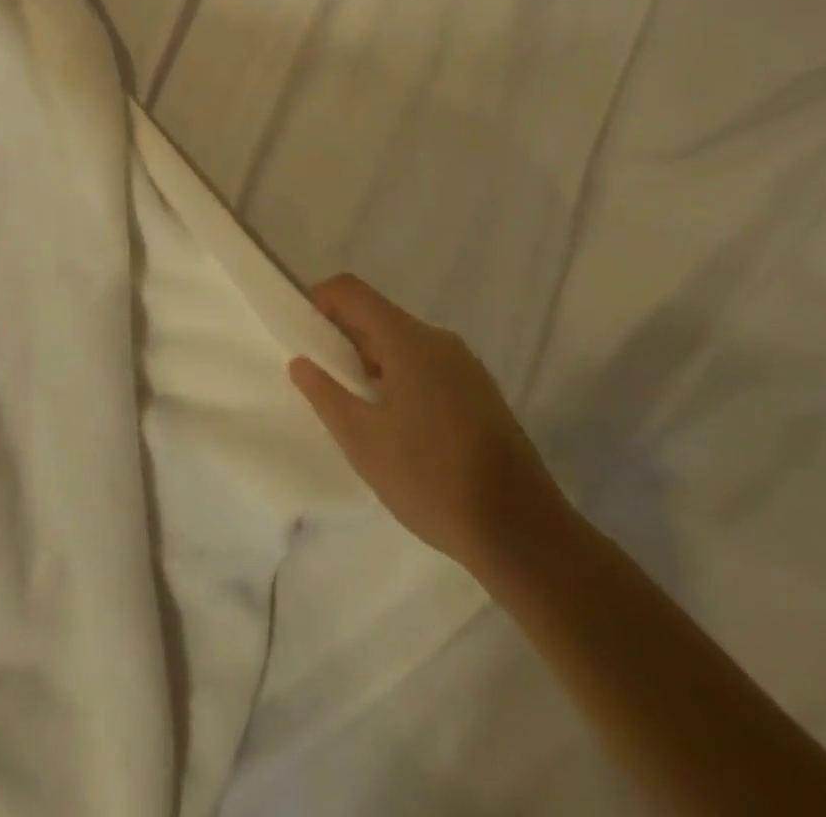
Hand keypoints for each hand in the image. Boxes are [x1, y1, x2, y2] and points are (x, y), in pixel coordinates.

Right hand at [289, 274, 567, 583]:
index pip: (351, 291)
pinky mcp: (479, 391)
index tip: (303, 340)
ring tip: (358, 411)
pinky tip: (397, 427)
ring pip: (402, 343)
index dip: (318, 302)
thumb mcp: (363, 441)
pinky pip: (427, 365)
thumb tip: (302, 362)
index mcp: (409, 341)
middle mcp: (439, 340)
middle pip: (377, 315)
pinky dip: (399, 377)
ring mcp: (465, 365)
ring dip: (370, 362)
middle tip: (324, 383)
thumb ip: (326, 395)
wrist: (524, 534)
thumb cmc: (432, 481)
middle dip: (342, 338)